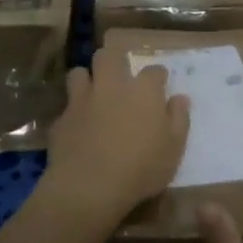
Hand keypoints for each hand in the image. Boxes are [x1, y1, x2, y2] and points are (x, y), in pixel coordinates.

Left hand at [41, 47, 190, 230]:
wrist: (90, 186)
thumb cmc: (141, 169)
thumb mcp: (174, 149)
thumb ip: (179, 120)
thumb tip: (180, 98)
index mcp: (143, 91)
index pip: (154, 71)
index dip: (158, 76)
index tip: (160, 84)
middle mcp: (112, 86)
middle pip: (109, 56)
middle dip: (114, 60)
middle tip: (119, 75)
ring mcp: (83, 100)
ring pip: (79, 73)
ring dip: (86, 80)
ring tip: (92, 94)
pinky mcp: (62, 118)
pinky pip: (66, 106)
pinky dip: (73, 112)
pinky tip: (77, 126)